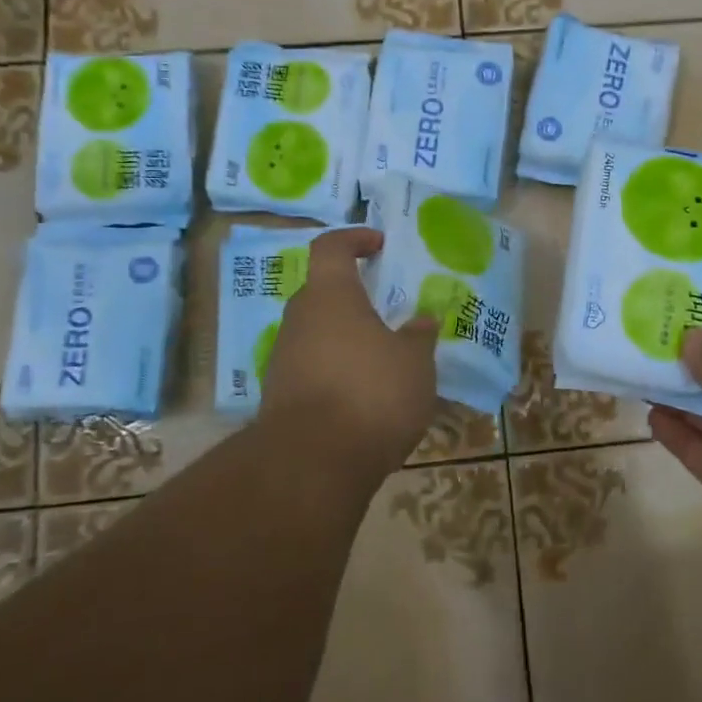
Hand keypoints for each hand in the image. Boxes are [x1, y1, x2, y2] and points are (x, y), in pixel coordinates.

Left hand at [260, 227, 439, 472]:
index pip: (331, 247)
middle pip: (322, 292)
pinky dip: (336, 370)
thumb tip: (422, 321)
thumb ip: (419, 336)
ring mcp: (283, 358)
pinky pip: (312, 367)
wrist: (312, 463)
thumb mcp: (414, 362)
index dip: (354, 238)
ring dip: (346, 338)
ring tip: (383, 359)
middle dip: (353, 296)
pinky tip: (364, 395)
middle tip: (387, 310)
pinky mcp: (279, 396)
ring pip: (317, 332)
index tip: (379, 244)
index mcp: (330, 296)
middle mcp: (299, 319)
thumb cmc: (370, 393)